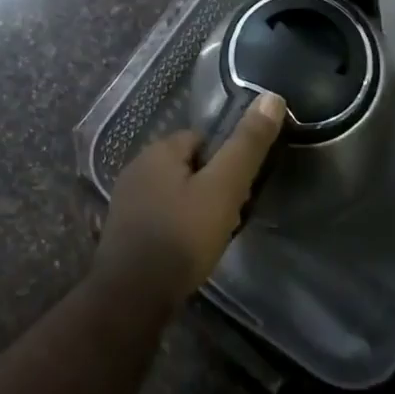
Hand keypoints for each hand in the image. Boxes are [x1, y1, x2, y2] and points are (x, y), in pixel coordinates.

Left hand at [96, 93, 285, 307]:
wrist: (132, 295)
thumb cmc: (181, 236)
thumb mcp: (223, 188)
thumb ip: (246, 145)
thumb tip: (272, 97)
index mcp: (159, 150)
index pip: (201, 139)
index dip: (225, 160)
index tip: (240, 188)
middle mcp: (137, 166)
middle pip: (187, 165)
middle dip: (209, 185)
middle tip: (229, 215)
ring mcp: (126, 199)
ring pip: (172, 192)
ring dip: (192, 208)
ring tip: (211, 236)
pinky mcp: (122, 230)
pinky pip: (158, 216)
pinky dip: (175, 227)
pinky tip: (187, 251)